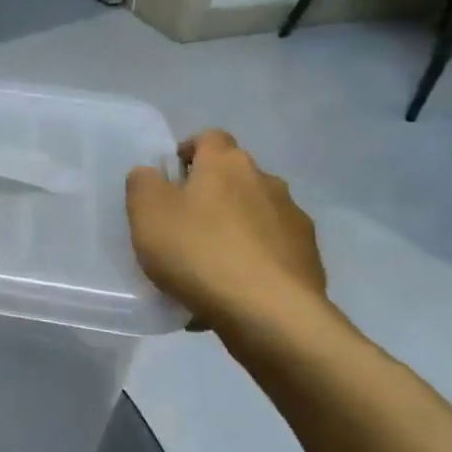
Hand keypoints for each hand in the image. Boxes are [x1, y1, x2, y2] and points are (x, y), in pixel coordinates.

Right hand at [126, 130, 327, 332]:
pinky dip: (251, 264)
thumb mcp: (147, 213)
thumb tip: (152, 174)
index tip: (170, 178)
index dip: (188, 152)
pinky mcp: (309, 260)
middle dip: (211, 195)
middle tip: (182, 226)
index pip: (209, 138)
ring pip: (254, 217)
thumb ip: (143, 183)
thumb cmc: (199, 251)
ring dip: (233, 230)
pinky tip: (229, 293)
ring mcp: (294, 222)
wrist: (270, 314)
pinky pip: (270, 253)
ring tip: (206, 268)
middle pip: (234, 178)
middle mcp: (267, 182)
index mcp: (227, 164)